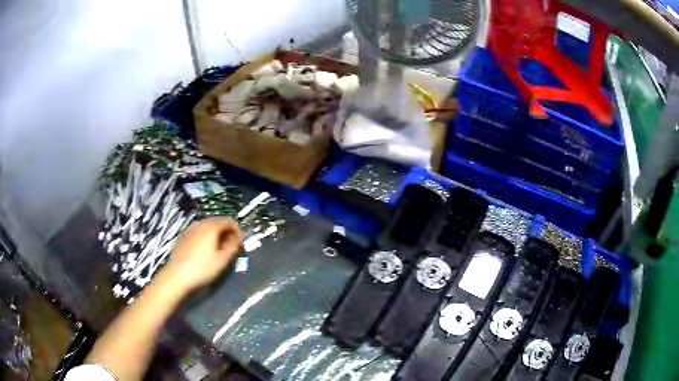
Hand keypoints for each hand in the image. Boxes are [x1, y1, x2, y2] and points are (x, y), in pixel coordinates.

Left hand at [156, 217, 242, 295]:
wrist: (177, 276)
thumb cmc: (203, 268)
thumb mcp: (223, 260)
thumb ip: (233, 246)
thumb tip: (239, 238)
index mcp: (211, 227)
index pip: (229, 221)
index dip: (238, 231)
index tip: (240, 244)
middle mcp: (200, 223)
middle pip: (218, 223)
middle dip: (227, 233)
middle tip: (231, 249)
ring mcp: (190, 230)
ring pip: (207, 228)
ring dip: (216, 236)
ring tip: (218, 252)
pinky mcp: (183, 237)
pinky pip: (198, 234)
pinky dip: (206, 239)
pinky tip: (204, 253)